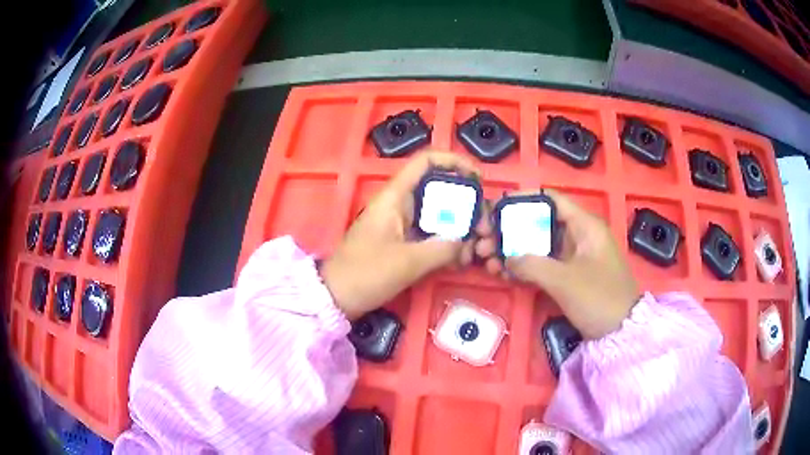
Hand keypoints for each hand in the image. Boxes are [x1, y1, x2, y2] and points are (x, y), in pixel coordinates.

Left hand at [321, 152, 479, 319]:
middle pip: (439, 191)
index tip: (478, 180)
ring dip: (459, 230)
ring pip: (438, 216)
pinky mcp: (403, 243)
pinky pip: (431, 235)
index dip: (454, 162)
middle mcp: (400, 205)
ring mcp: (402, 225)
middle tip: (484, 228)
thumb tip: (467, 241)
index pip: (426, 163)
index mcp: (395, 197)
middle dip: (466, 206)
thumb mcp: (407, 262)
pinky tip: (460, 261)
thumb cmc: (365, 274)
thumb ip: (442, 249)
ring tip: (475, 250)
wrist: (336, 298)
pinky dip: (447, 245)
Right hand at [475, 189, 638, 338]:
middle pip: (539, 223)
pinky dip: (524, 267)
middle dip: (509, 230)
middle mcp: (577, 235)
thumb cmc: (599, 298)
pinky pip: (542, 264)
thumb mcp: (565, 281)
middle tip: (484, 241)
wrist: (620, 332)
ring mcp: (572, 256)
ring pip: (538, 245)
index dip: (522, 200)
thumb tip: (506, 257)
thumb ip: (532, 264)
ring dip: (513, 251)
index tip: (495, 209)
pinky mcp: (568, 275)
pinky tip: (503, 273)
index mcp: (584, 225)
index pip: (550, 200)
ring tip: (487, 261)